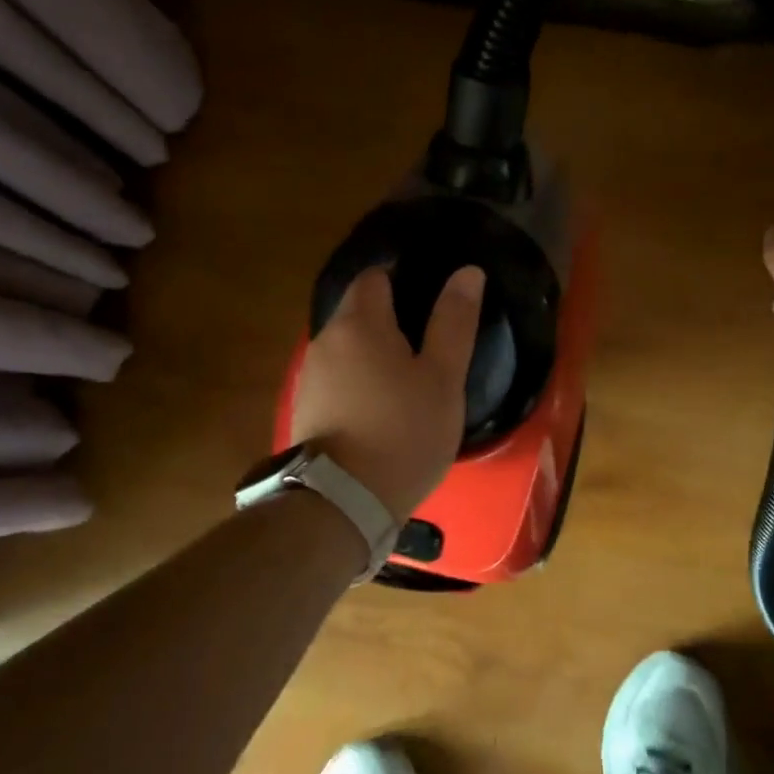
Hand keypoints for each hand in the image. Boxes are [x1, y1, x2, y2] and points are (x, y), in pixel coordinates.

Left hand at [291, 266, 484, 518]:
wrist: (343, 502)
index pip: (376, 275)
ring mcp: (310, 374)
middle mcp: (326, 338)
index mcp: (360, 322)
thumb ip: (454, 322)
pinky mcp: (305, 406)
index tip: (432, 301)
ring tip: (408, 376)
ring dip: (373, 349)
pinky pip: (337, 374)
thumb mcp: (443, 378)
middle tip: (428, 343)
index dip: (404, 279)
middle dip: (389, 316)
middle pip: (357, 308)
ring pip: (346, 344)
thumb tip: (468, 271)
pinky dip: (358, 378)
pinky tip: (380, 405)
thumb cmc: (404, 433)